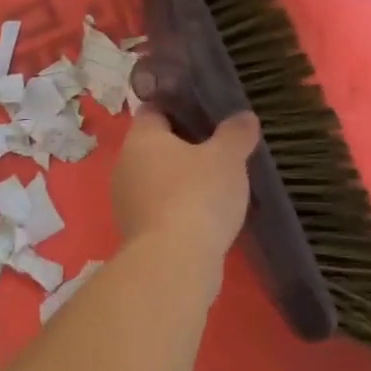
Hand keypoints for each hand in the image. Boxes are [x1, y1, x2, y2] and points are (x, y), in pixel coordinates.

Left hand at [111, 108, 259, 264]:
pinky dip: (180, 208)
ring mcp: (127, 202)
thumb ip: (236, 133)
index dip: (179, 106)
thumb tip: (244, 116)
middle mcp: (125, 165)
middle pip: (155, 146)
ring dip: (182, 180)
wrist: (173, 264)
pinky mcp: (136, 234)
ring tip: (218, 182)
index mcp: (141, 138)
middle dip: (184, 146)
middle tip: (219, 147)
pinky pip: (160, 209)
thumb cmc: (197, 196)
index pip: (154, 109)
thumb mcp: (227, 158)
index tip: (206, 110)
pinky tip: (206, 215)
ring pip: (157, 179)